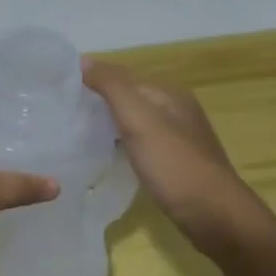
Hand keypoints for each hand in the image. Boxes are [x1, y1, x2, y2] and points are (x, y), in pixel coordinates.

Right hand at [83, 59, 264, 252]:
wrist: (214, 216)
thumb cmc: (174, 164)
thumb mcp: (139, 119)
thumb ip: (112, 86)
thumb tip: (84, 60)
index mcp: (169, 94)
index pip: (123, 78)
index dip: (94, 83)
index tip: (60, 96)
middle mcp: (177, 111)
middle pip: (130, 100)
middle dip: (100, 106)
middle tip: (64, 118)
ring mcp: (180, 140)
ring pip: (136, 125)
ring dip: (111, 128)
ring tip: (79, 138)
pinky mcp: (178, 166)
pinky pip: (143, 147)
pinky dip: (124, 148)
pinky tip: (108, 160)